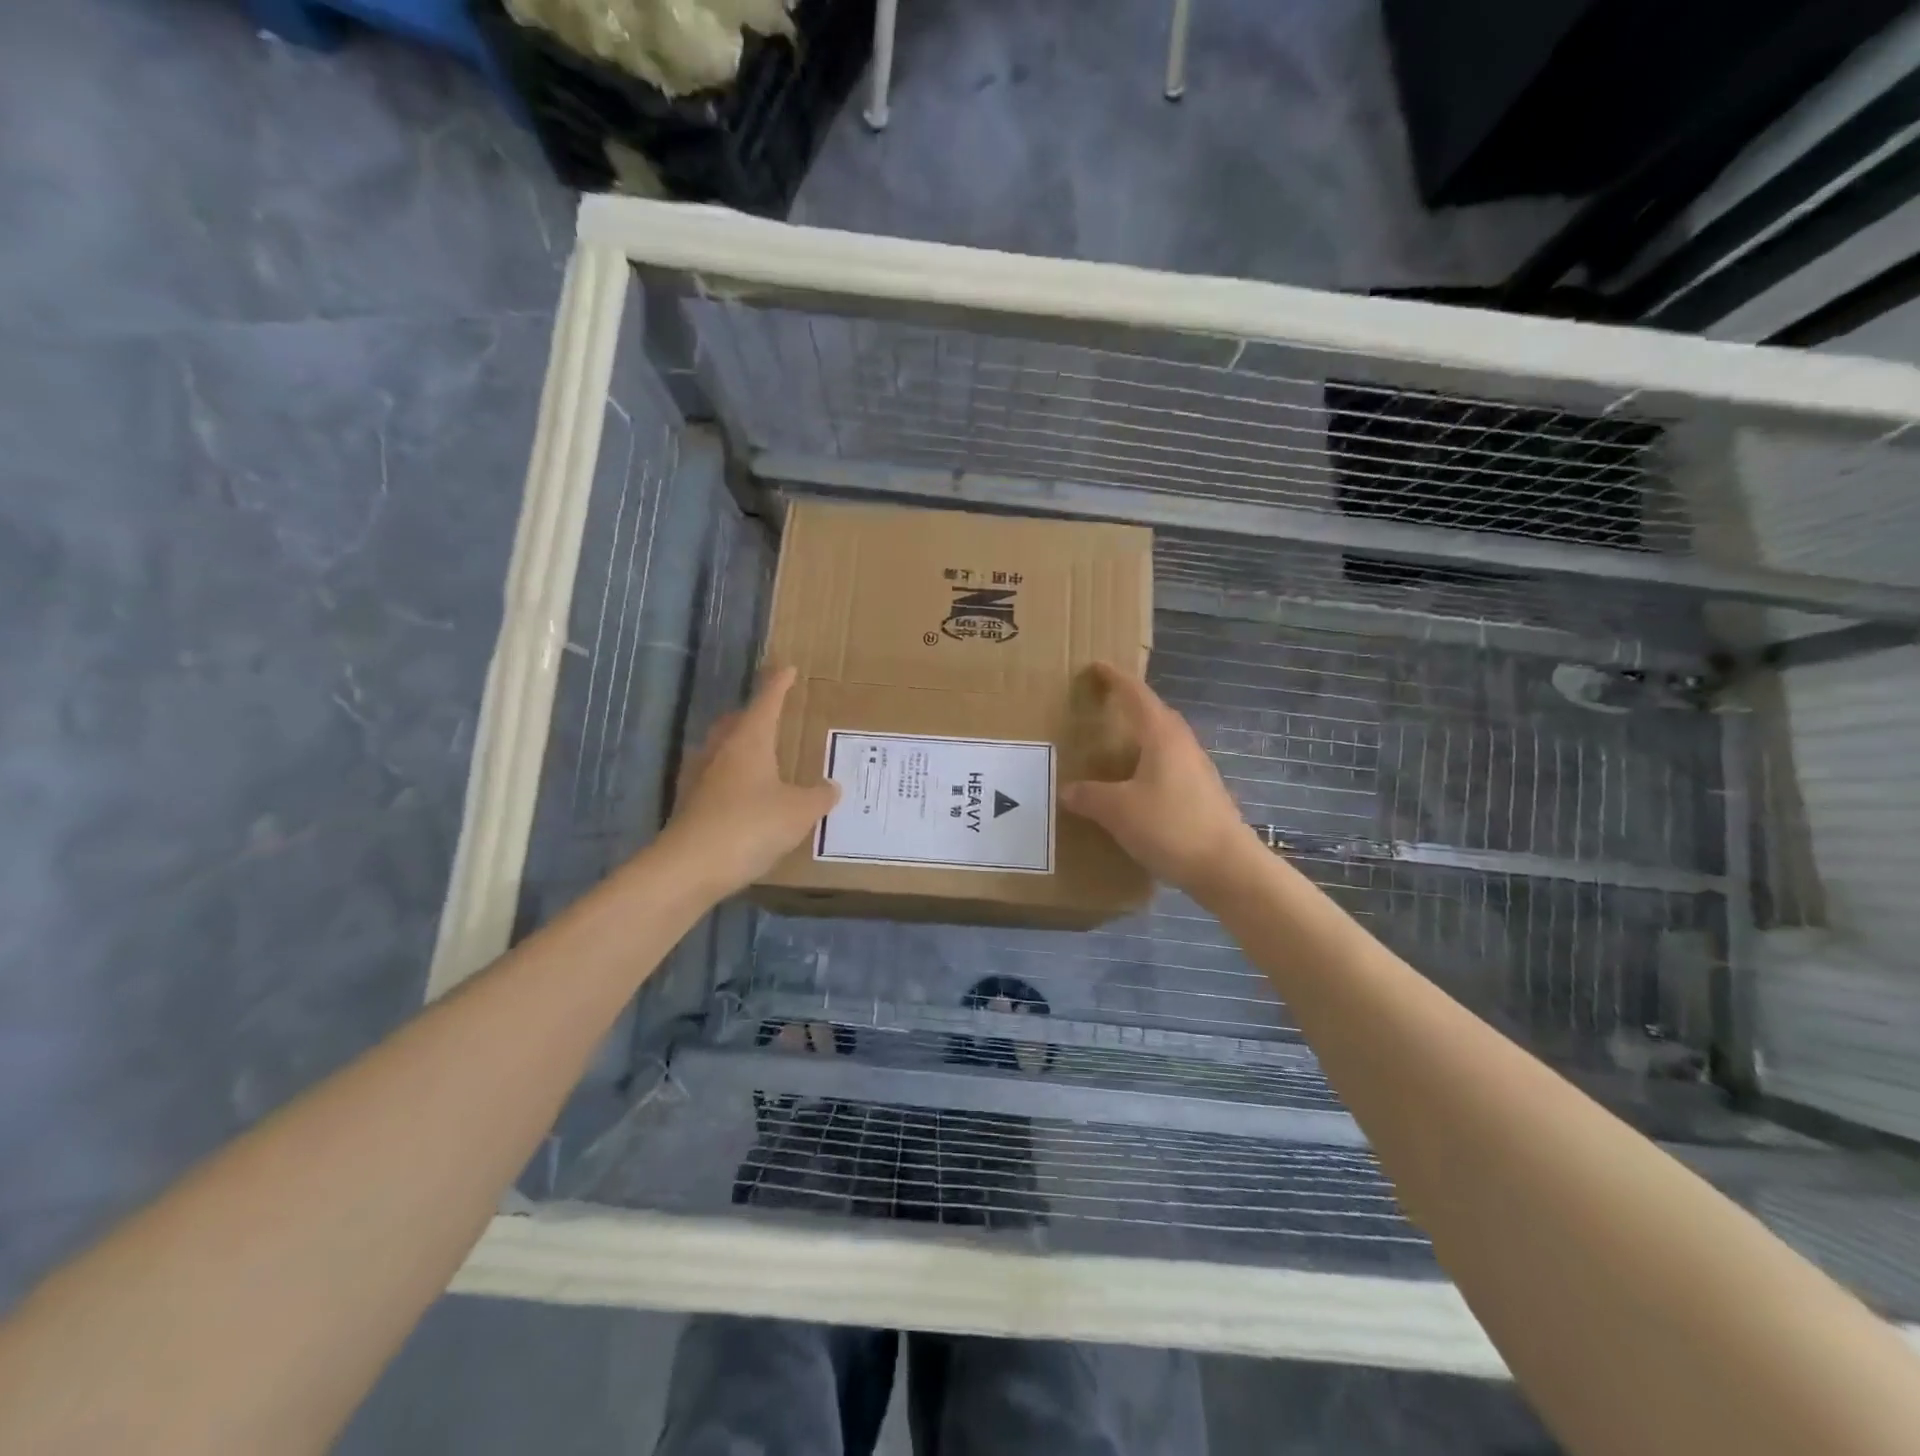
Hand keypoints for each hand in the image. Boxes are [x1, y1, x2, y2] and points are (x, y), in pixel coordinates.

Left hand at [660, 666, 838, 897]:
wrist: (691, 866)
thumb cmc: (751, 825)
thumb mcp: (799, 812)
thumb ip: (819, 797)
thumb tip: (831, 787)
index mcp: (749, 740)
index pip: (766, 702)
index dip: (778, 685)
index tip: (787, 670)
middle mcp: (720, 750)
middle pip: (736, 722)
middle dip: (753, 714)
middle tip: (772, 715)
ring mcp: (699, 777)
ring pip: (721, 749)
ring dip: (738, 746)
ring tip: (759, 756)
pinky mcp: (689, 804)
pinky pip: (714, 779)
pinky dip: (730, 779)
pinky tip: (742, 795)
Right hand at [1060, 663, 1254, 896]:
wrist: (1226, 867)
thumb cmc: (1170, 826)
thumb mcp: (1118, 811)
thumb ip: (1090, 796)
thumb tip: (1068, 790)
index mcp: (1162, 736)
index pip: (1137, 695)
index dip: (1116, 679)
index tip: (1097, 667)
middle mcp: (1183, 745)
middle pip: (1156, 714)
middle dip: (1131, 705)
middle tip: (1104, 705)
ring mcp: (1197, 770)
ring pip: (1165, 741)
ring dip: (1141, 737)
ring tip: (1116, 746)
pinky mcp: (1203, 794)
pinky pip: (1170, 766)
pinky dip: (1149, 764)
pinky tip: (1136, 785)